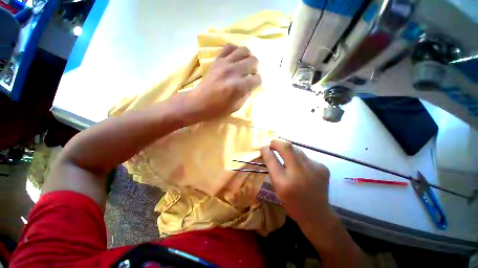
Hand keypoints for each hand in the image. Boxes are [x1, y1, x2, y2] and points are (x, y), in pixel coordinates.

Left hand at [185, 44, 261, 121]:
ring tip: (245, 64)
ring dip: (247, 57)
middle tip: (250, 74)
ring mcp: (225, 63)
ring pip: (244, 50)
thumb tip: (250, 86)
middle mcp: (233, 72)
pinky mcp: (217, 60)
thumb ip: (246, 95)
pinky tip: (235, 58)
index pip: (257, 79)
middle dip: (255, 68)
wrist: (198, 102)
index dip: (257, 82)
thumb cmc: (217, 109)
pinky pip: (229, 47)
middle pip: (253, 61)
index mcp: (239, 87)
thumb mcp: (236, 107)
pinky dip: (235, 51)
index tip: (254, 85)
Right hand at [261, 139, 331, 223]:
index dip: (266, 150)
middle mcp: (299, 173)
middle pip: (287, 147)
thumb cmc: (292, 203)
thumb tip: (268, 152)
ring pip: (297, 149)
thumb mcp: (277, 188)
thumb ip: (272, 169)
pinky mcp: (323, 167)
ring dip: (288, 150)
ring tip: (286, 155)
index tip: (263, 147)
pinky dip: (299, 158)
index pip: (272, 159)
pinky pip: (305, 156)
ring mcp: (314, 168)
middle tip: (272, 144)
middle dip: (277, 142)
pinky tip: (301, 167)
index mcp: (284, 182)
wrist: (317, 214)